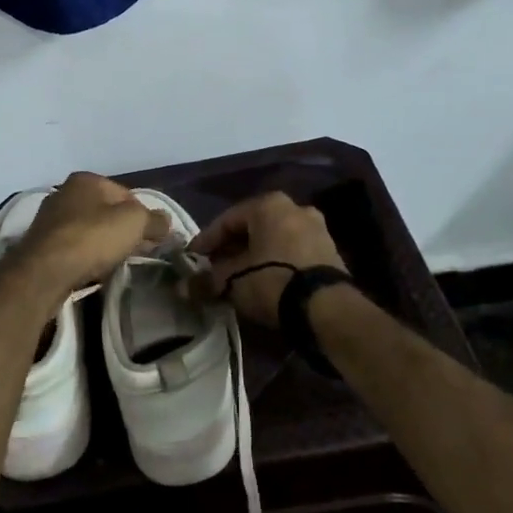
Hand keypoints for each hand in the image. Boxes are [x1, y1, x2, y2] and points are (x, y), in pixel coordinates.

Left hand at [8, 172, 168, 298]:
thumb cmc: (92, 238)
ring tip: (114, 263)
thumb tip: (166, 220)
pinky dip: (84, 255)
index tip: (151, 238)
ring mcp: (49, 218)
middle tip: (135, 251)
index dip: (143, 216)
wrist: (45, 271)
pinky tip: (91, 269)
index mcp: (86, 179)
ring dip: (102, 244)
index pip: (126, 194)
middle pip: (105, 211)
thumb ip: (154, 219)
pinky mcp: (39, 243)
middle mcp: (64, 192)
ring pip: (88, 229)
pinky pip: (72, 246)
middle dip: (121, 230)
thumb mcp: (134, 224)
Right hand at [190, 192, 347, 326]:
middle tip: (214, 267)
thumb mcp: (232, 281)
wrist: (326, 308)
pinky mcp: (330, 251)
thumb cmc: (272, 281)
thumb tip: (182, 287)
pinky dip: (275, 262)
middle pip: (252, 228)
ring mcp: (317, 228)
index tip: (193, 258)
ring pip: (274, 239)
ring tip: (237, 277)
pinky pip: (292, 252)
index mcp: (269, 204)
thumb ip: (206, 280)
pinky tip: (263, 281)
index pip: (227, 220)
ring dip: (254, 255)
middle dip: (231, 248)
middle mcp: (295, 208)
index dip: (206, 240)